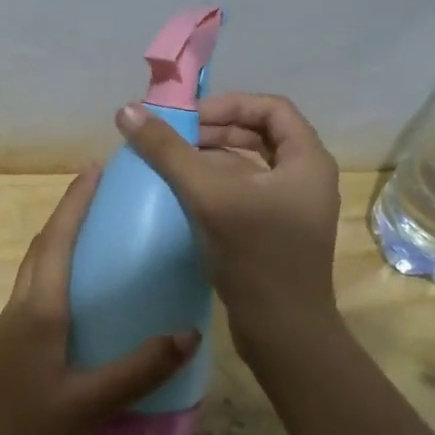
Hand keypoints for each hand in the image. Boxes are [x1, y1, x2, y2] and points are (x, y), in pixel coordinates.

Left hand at [0, 166, 199, 434]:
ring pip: (33, 276)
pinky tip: (76, 310)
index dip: (75, 202)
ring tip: (94, 245)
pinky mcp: (1, 355)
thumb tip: (190, 334)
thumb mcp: (89, 404)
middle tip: (100, 197)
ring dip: (57, 248)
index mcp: (37, 312)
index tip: (93, 168)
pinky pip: (31, 302)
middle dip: (67, 216)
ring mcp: (4, 334)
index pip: (57, 241)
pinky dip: (54, 284)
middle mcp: (17, 311)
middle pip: (41, 250)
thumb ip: (139, 369)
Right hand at [115, 93, 341, 342]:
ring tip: (172, 164)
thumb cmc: (255, 255)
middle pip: (259, 136)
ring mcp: (292, 209)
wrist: (282, 331)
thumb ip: (168, 152)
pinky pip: (245, 195)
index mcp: (307, 161)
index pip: (271, 108)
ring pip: (250, 168)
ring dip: (212, 160)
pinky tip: (184, 197)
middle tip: (173, 139)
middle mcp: (305, 179)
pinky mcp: (275, 234)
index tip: (187, 117)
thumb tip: (127, 110)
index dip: (228, 104)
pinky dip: (217, 188)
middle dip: (215, 132)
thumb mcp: (209, 195)